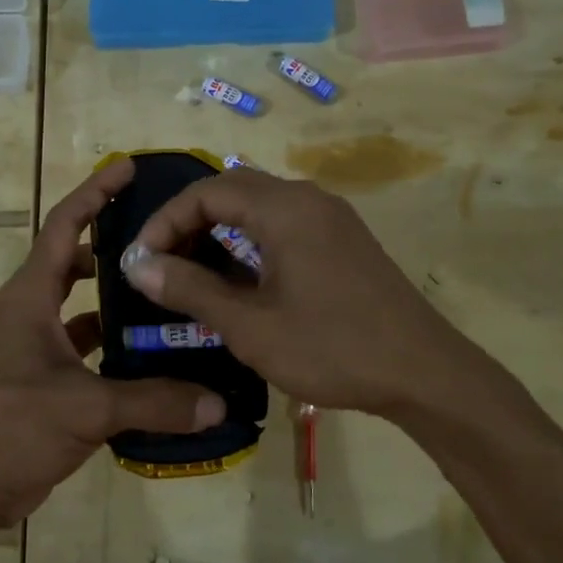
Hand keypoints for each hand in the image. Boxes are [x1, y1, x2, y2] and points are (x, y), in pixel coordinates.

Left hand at [0, 159, 226, 527]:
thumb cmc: (10, 424)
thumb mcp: (84, 407)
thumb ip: (153, 401)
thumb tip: (217, 403)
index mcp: (32, 297)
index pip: (65, 226)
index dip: (95, 193)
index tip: (128, 168)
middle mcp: (34, 313)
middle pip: (77, 262)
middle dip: (116, 246)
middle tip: (167, 241)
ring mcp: (39, 349)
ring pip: (86, 310)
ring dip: (121, 303)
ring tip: (172, 296)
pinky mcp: (47, 383)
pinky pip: (89, 351)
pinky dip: (117, 349)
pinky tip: (155, 358)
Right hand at [124, 168, 492, 416]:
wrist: (424, 373)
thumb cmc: (331, 348)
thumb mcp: (250, 325)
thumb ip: (190, 289)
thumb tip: (138, 265)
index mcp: (284, 209)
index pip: (206, 192)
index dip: (166, 221)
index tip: (142, 260)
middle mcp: (308, 199)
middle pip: (232, 189)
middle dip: (189, 221)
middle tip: (163, 263)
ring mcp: (331, 218)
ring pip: (259, 206)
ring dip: (220, 230)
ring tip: (192, 272)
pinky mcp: (344, 240)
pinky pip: (284, 224)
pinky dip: (250, 241)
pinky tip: (239, 279)